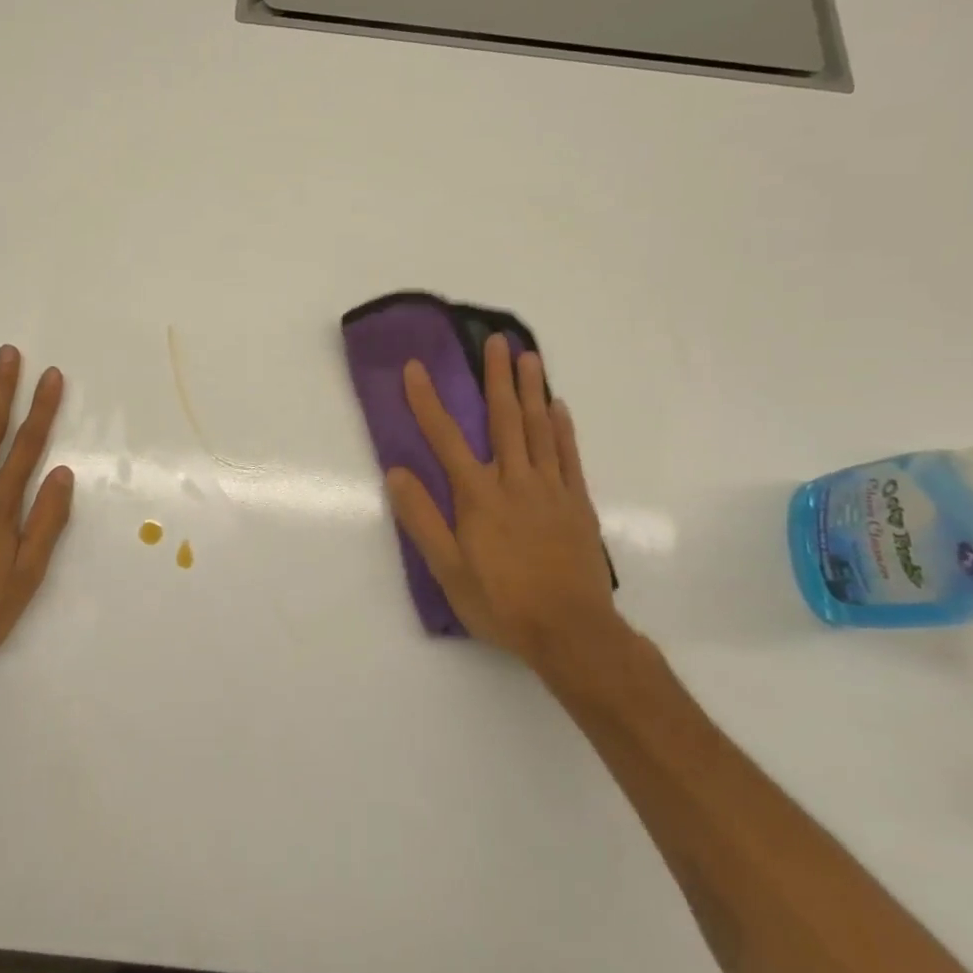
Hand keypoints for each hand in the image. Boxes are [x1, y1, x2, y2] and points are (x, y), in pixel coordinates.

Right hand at [386, 334, 617, 670]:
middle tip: (498, 340)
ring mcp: (550, 488)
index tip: (416, 368)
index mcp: (478, 496)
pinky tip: (558, 406)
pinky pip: (568, 455)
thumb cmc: (501, 602)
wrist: (571, 632)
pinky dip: (562, 427)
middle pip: (504, 419)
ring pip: (539, 428)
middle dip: (497, 377)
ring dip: (532, 390)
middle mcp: (514, 481)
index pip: (446, 437)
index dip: (428, 400)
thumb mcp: (448, 570)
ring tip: (530, 356)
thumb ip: (422, 518)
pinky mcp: (576, 502)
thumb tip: (396, 473)